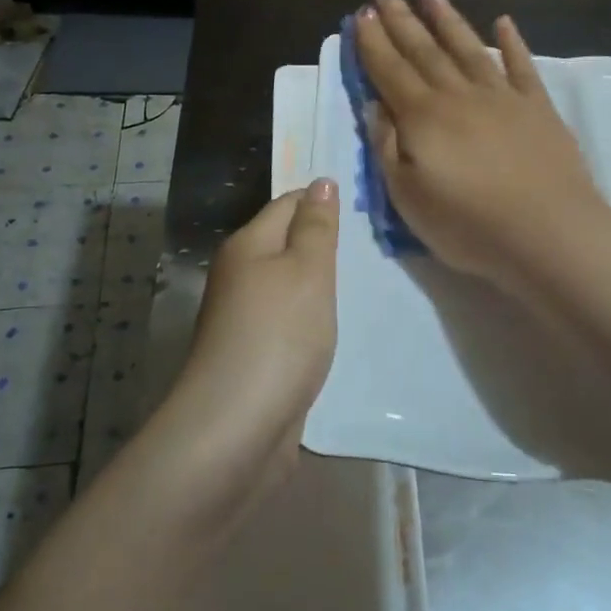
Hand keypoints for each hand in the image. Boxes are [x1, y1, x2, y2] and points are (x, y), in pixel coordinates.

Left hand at [156, 179, 339, 493]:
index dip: (322, 201)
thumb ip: (316, 226)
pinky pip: (288, 321)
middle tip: (374, 245)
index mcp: (247, 245)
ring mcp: (243, 318)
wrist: (236, 428)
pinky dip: (311, 319)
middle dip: (324, 243)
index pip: (287, 203)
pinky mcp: (253, 355)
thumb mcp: (307, 270)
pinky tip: (335, 328)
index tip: (365, 208)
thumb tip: (320, 182)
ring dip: (319, 284)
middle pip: (285, 243)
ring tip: (363, 283)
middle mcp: (238, 275)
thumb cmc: (278, 335)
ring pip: (287, 285)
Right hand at [354, 0, 608, 291]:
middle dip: (402, 21)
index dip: (373, 42)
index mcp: (423, 117)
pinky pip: (521, 66)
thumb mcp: (408, 197)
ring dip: (448, 19)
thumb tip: (373, 106)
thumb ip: (386, 148)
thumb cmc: (468, 225)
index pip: (390, 71)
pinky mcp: (537, 108)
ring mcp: (502, 97)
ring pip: (468, 48)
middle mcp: (459, 95)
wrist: (548, 234)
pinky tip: (503, 23)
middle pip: (424, 51)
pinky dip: (511, 42)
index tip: (361, 14)